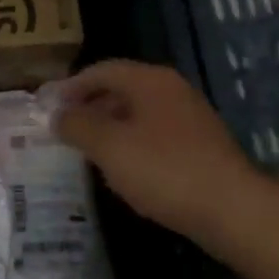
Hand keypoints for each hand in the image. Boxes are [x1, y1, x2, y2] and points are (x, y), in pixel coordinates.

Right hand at [53, 60, 268, 243]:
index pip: (102, 70)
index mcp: (150, 81)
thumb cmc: (164, 170)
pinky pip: (155, 134)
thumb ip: (78, 125)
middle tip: (63, 128)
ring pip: (139, 113)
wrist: (231, 208)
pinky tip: (123, 169)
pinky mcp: (200, 145)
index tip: (48, 105)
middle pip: (122, 89)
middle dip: (90, 106)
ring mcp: (190, 117)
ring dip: (110, 127)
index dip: (71, 85)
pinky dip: (132, 144)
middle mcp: (172, 90)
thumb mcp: (110, 147)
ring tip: (86, 150)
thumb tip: (57, 114)